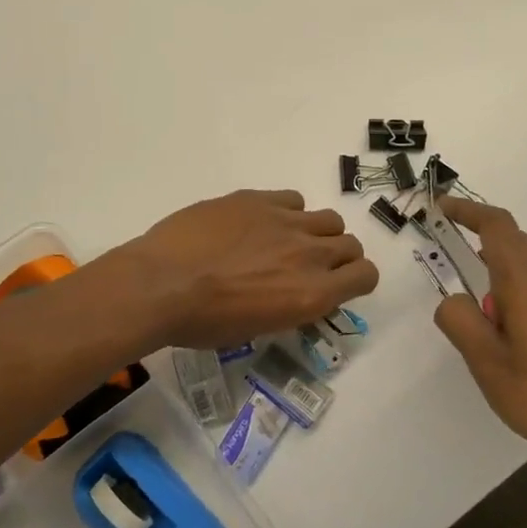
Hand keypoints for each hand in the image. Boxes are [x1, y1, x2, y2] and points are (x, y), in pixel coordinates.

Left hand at [107, 189, 378, 349]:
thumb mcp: (257, 328)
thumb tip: (297, 292)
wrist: (161, 284)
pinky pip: (293, 199)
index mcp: (312, 294)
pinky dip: (287, 211)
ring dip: (316, 231)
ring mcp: (284, 220)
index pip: (366, 276)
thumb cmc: (204, 322)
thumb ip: (291, 306)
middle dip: (339, 256)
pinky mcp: (258, 199)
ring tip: (287, 241)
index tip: (340, 284)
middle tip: (312, 265)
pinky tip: (261, 222)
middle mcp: (309, 254)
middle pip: (351, 244)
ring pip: (327, 218)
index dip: (357, 279)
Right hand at [433, 197, 526, 486]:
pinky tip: (516, 335)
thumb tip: (454, 299)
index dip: (469, 211)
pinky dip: (519, 292)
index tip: (442, 208)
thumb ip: (462, 324)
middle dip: (480, 238)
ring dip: (500, 272)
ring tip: (482, 316)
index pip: (498, 227)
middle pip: (515, 242)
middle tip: (450, 257)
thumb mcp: (489, 366)